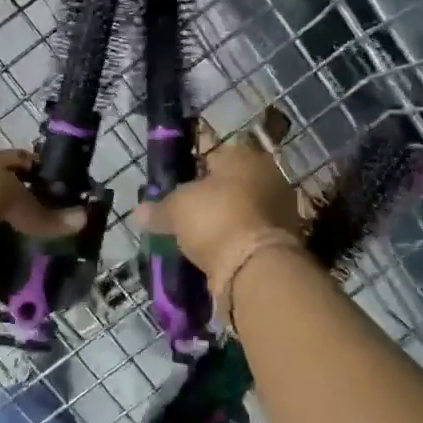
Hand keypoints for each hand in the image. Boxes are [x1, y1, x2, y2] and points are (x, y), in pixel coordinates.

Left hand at [0, 149, 84, 283]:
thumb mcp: (10, 194)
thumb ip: (43, 211)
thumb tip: (82, 219)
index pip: (14, 162)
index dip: (40, 174)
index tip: (66, 192)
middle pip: (1, 200)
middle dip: (27, 214)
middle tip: (57, 230)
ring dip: (11, 244)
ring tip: (42, 257)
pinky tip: (18, 278)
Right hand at [135, 133, 300, 283]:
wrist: (256, 268)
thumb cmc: (216, 219)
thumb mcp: (176, 209)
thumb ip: (159, 208)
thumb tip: (139, 211)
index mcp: (244, 156)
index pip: (211, 155)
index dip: (189, 170)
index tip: (173, 188)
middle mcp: (267, 176)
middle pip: (229, 183)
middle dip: (208, 198)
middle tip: (183, 215)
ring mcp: (279, 208)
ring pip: (240, 210)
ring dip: (222, 221)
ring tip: (195, 238)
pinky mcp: (282, 240)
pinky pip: (248, 234)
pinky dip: (233, 241)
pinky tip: (213, 253)